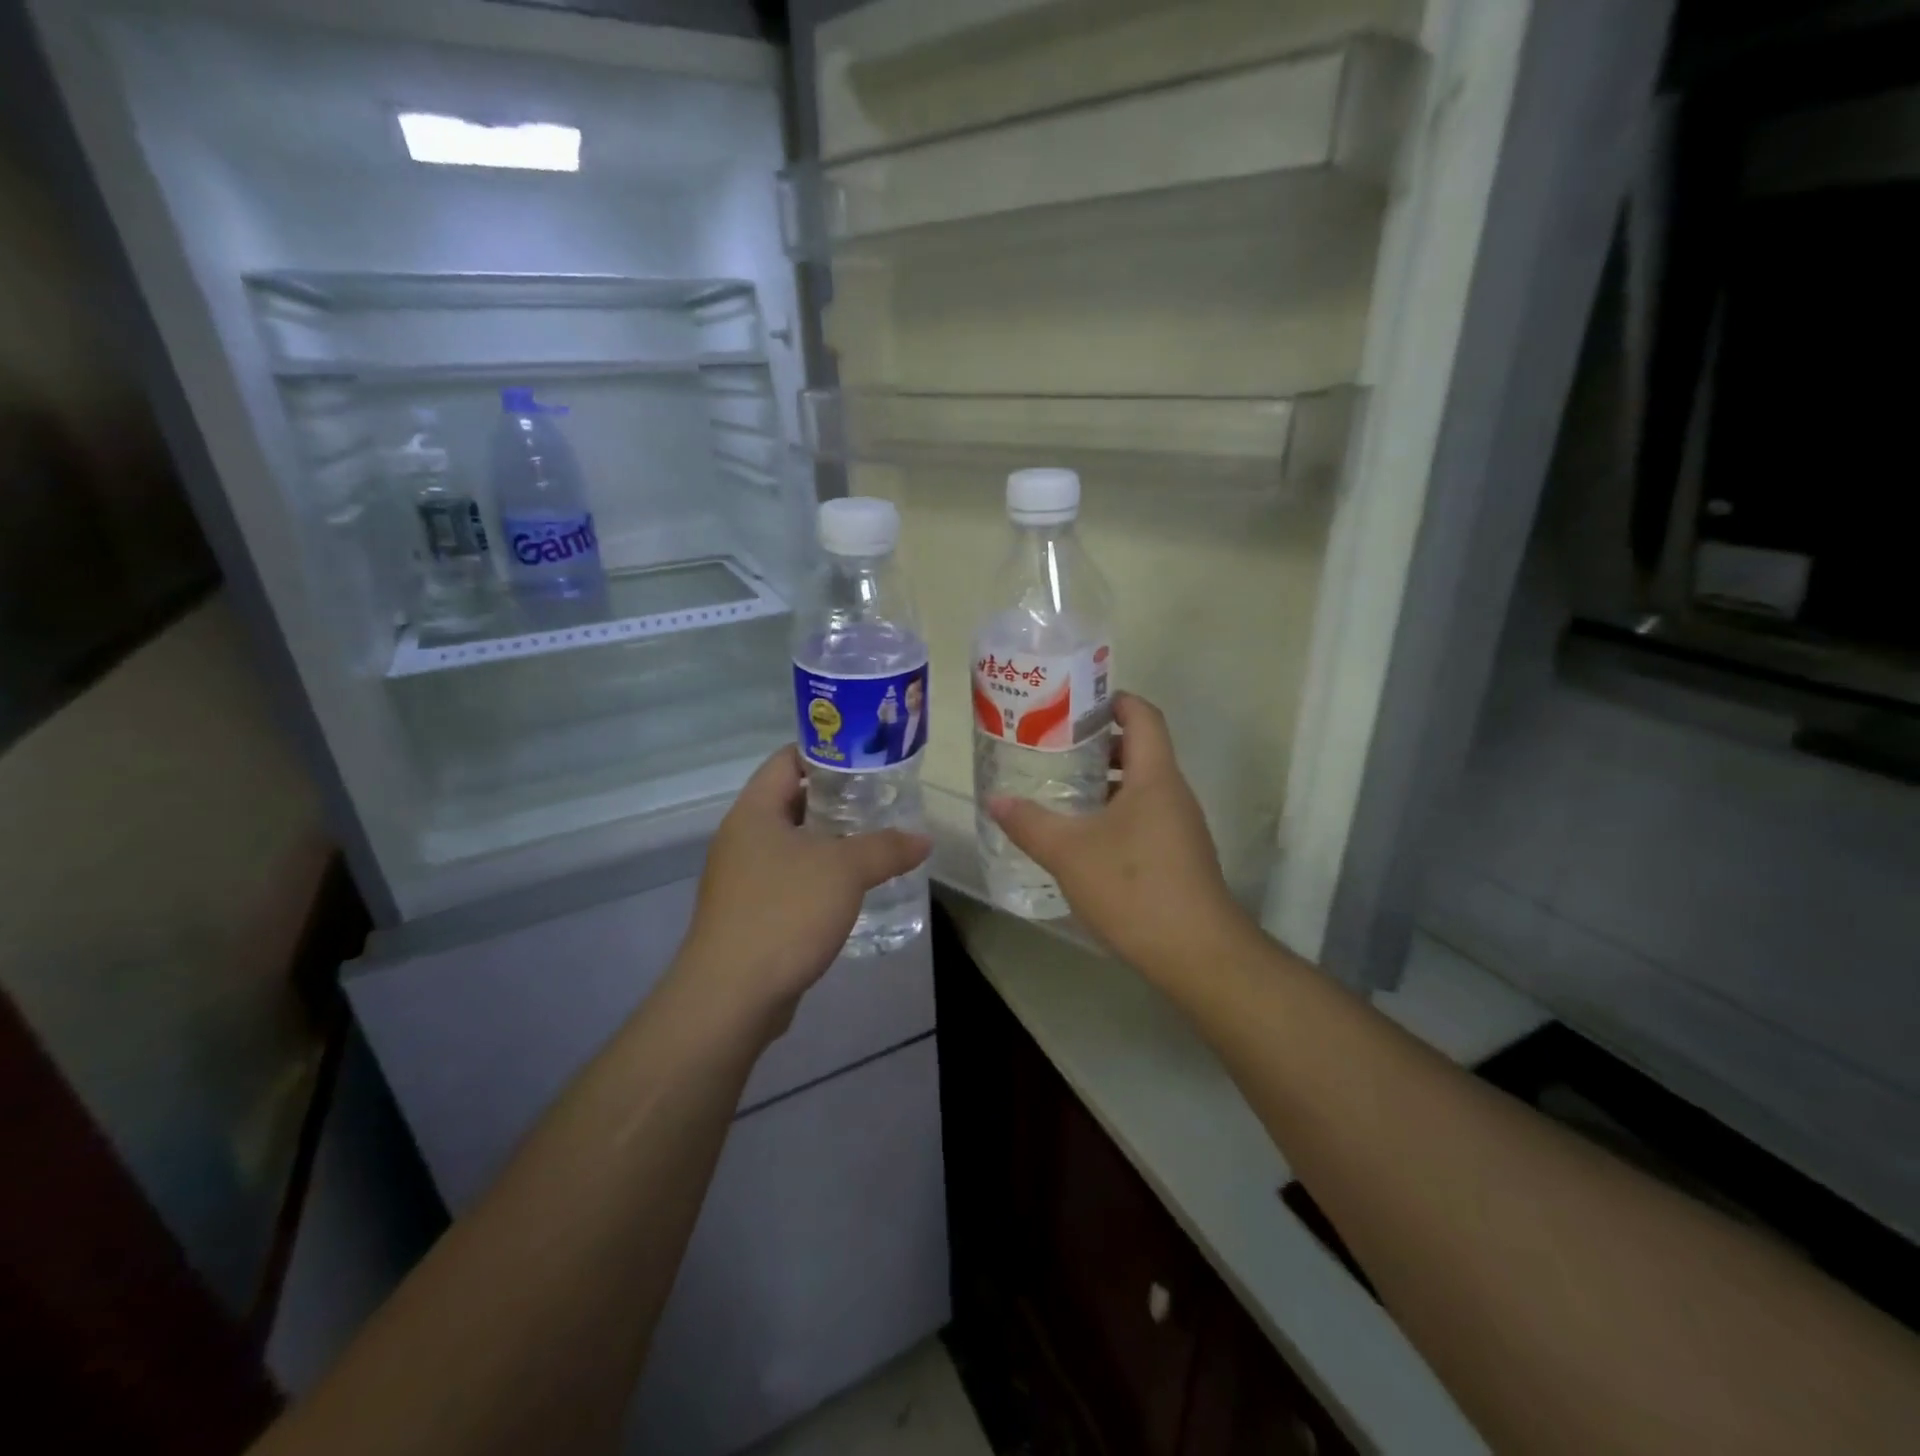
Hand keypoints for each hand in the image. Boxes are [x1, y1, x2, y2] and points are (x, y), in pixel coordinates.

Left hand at [676, 746, 930, 1034]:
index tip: (867, 758)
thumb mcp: (845, 871)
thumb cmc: (784, 913)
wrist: (731, 996)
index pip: (787, 759)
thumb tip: (923, 839)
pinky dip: (820, 876)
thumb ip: (887, 848)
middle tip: (882, 800)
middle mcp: (742, 838)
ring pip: (793, 843)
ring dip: (831, 841)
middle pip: (793, 800)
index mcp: (754, 812)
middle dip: (838, 799)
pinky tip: (852, 888)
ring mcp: (742, 878)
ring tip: (876, 841)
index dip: (827, 751)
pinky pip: (790, 879)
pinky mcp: (750, 913)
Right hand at [989, 694, 1250, 977]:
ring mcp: (1180, 827)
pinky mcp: (1179, 857)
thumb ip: (1029, 822)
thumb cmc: (1134, 887)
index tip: (1075, 703)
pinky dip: (1115, 813)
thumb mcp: (1069, 852)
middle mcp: (1173, 794)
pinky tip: (1084, 837)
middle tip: (1055, 747)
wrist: (1196, 953)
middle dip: (1099, 744)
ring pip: (1142, 787)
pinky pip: (1145, 817)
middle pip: (1141, 750)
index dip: (1114, 701)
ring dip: (1106, 782)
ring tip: (1062, 789)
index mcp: (1155, 776)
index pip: (1143, 716)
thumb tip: (994, 799)